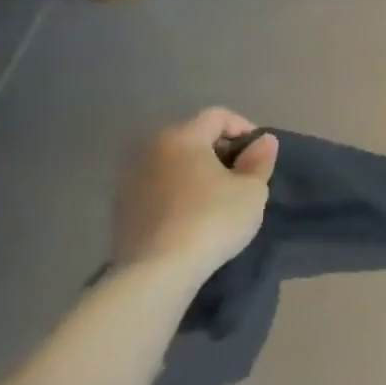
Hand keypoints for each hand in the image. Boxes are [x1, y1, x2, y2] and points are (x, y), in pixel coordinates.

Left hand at [113, 108, 278, 280]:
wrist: (159, 268)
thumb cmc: (214, 219)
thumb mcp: (252, 190)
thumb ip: (259, 160)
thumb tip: (263, 141)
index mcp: (182, 137)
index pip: (218, 116)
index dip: (245, 128)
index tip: (260, 155)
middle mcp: (150, 148)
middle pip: (192, 136)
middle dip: (220, 150)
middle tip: (242, 176)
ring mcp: (130, 176)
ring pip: (173, 161)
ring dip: (197, 170)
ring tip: (217, 196)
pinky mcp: (122, 204)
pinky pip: (158, 184)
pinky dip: (178, 190)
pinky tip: (192, 214)